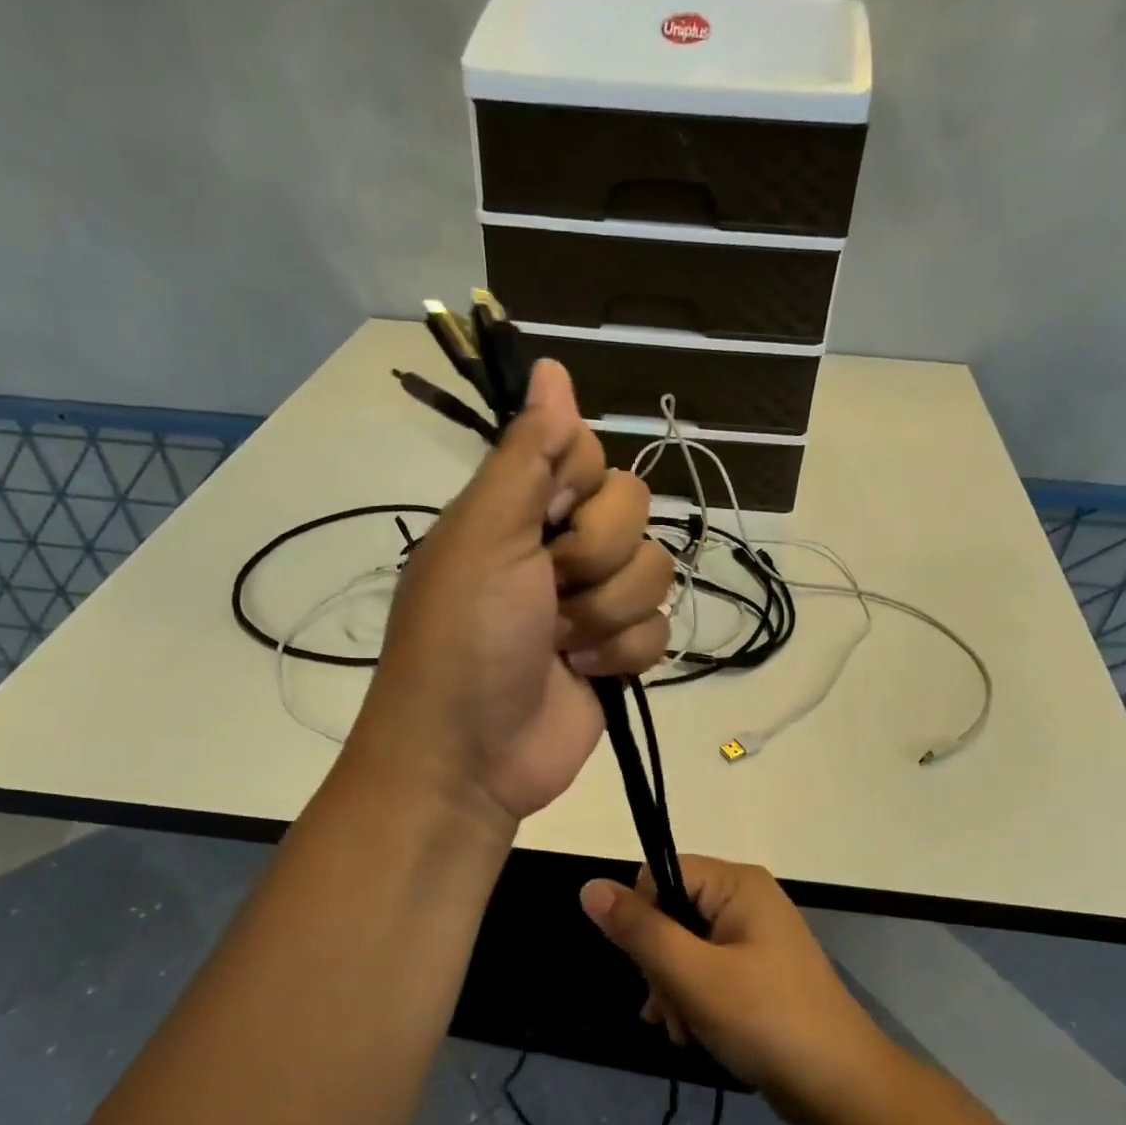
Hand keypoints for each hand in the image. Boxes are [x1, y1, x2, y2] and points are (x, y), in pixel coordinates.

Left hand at [357, 360, 674, 826]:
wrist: (471, 756)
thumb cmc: (465, 640)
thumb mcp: (484, 537)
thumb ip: (525, 456)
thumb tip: (551, 368)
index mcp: (520, 509)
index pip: (587, 451)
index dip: (581, 482)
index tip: (551, 518)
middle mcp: (559, 547)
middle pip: (634, 509)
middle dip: (597, 558)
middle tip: (550, 592)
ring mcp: (593, 603)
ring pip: (655, 571)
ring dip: (608, 614)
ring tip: (562, 645)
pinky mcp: (618, 653)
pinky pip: (661, 628)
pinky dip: (624, 654)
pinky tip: (586, 675)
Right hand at [579, 856, 896, 1124]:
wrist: (842, 1087)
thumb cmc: (766, 1020)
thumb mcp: (694, 976)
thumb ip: (640, 930)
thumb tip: (589, 886)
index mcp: (737, 883)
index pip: (660, 875)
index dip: (643, 918)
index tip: (648, 966)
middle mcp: (746, 899)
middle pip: (671, 913)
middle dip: (659, 966)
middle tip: (670, 1010)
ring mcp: (753, 937)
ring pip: (683, 947)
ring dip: (672, 990)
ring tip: (683, 1031)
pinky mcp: (757, 971)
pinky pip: (706, 970)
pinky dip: (692, 1000)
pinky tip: (692, 1034)